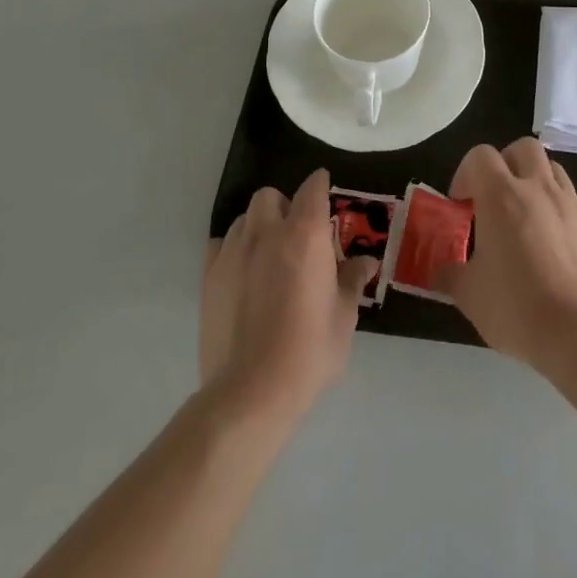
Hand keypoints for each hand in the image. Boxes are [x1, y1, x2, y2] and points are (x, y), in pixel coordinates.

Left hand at [200, 169, 378, 423]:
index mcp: (306, 234)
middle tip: (297, 235)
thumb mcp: (344, 316)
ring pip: (244, 217)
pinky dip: (233, 248)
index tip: (326, 196)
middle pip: (271, 195)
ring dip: (259, 225)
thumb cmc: (308, 351)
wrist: (251, 391)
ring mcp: (234, 251)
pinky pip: (220, 243)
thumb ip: (352, 281)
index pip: (313, 187)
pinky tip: (243, 273)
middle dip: (285, 206)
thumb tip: (366, 262)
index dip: (321, 186)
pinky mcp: (210, 275)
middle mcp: (268, 231)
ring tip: (269, 255)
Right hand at [433, 138, 576, 370]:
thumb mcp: (469, 295)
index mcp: (501, 195)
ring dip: (534, 181)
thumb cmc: (515, 305)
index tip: (461, 205)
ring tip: (524, 216)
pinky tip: (550, 244)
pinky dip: (556, 209)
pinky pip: (570, 200)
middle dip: (506, 163)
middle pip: (522, 148)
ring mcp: (569, 203)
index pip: (480, 155)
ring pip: (551, 168)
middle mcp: (537, 187)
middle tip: (495, 198)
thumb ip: (451, 274)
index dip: (466, 173)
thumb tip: (439, 271)